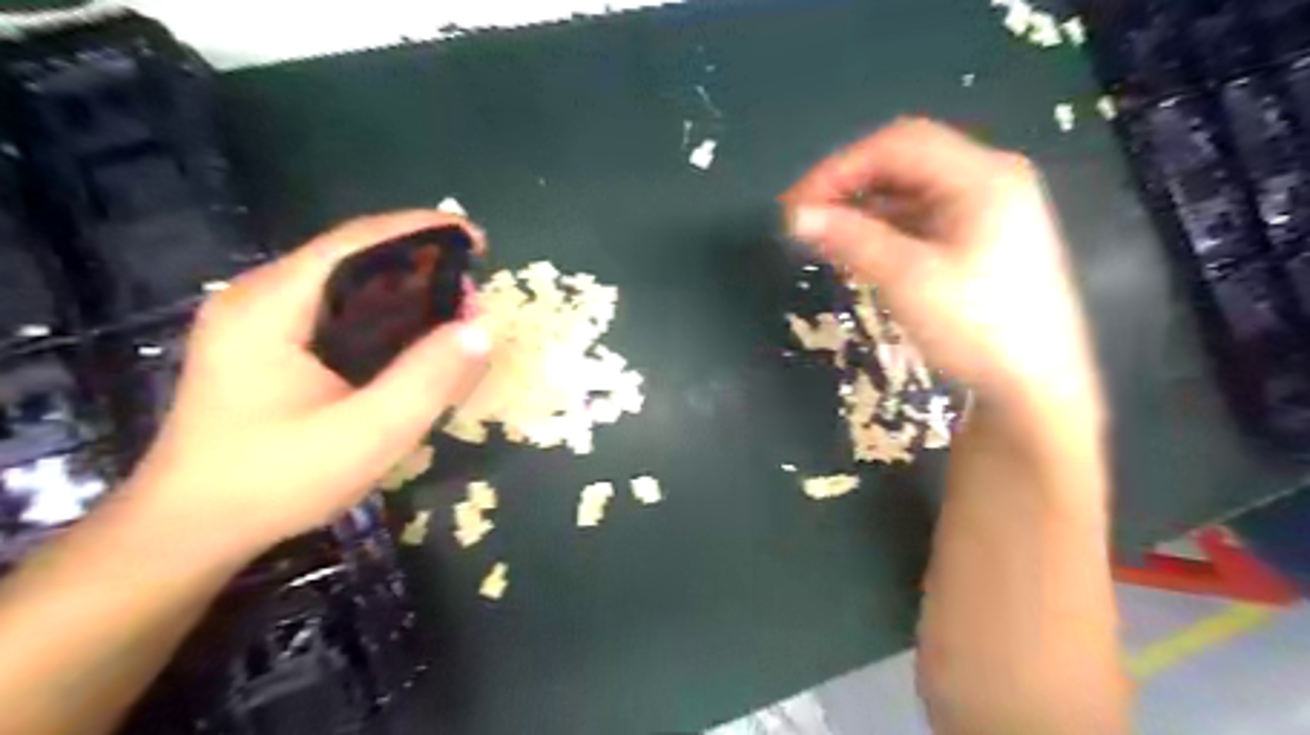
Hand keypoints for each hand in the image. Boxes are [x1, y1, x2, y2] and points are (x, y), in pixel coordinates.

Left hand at [121, 211, 489, 558]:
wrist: (190, 530)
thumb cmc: (275, 481)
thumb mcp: (367, 434)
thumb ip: (428, 379)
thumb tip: (482, 328)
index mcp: (273, 305)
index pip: (357, 241)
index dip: (423, 231)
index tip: (476, 241)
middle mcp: (260, 297)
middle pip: (353, 258)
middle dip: (420, 267)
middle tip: (472, 298)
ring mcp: (258, 321)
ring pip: (346, 284)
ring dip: (404, 292)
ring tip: (454, 316)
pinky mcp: (266, 345)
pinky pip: (336, 311)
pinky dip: (383, 315)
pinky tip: (410, 341)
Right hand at [781, 117, 1096, 431]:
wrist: (1036, 388)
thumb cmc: (977, 329)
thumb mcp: (908, 280)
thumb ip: (851, 239)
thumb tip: (796, 217)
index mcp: (982, 176)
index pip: (897, 145)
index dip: (839, 168)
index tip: (796, 206)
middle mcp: (989, 179)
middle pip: (905, 161)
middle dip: (849, 184)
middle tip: (804, 217)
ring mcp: (989, 210)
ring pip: (912, 190)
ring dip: (864, 207)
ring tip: (824, 236)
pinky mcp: (982, 239)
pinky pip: (923, 217)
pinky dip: (885, 227)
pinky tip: (860, 248)